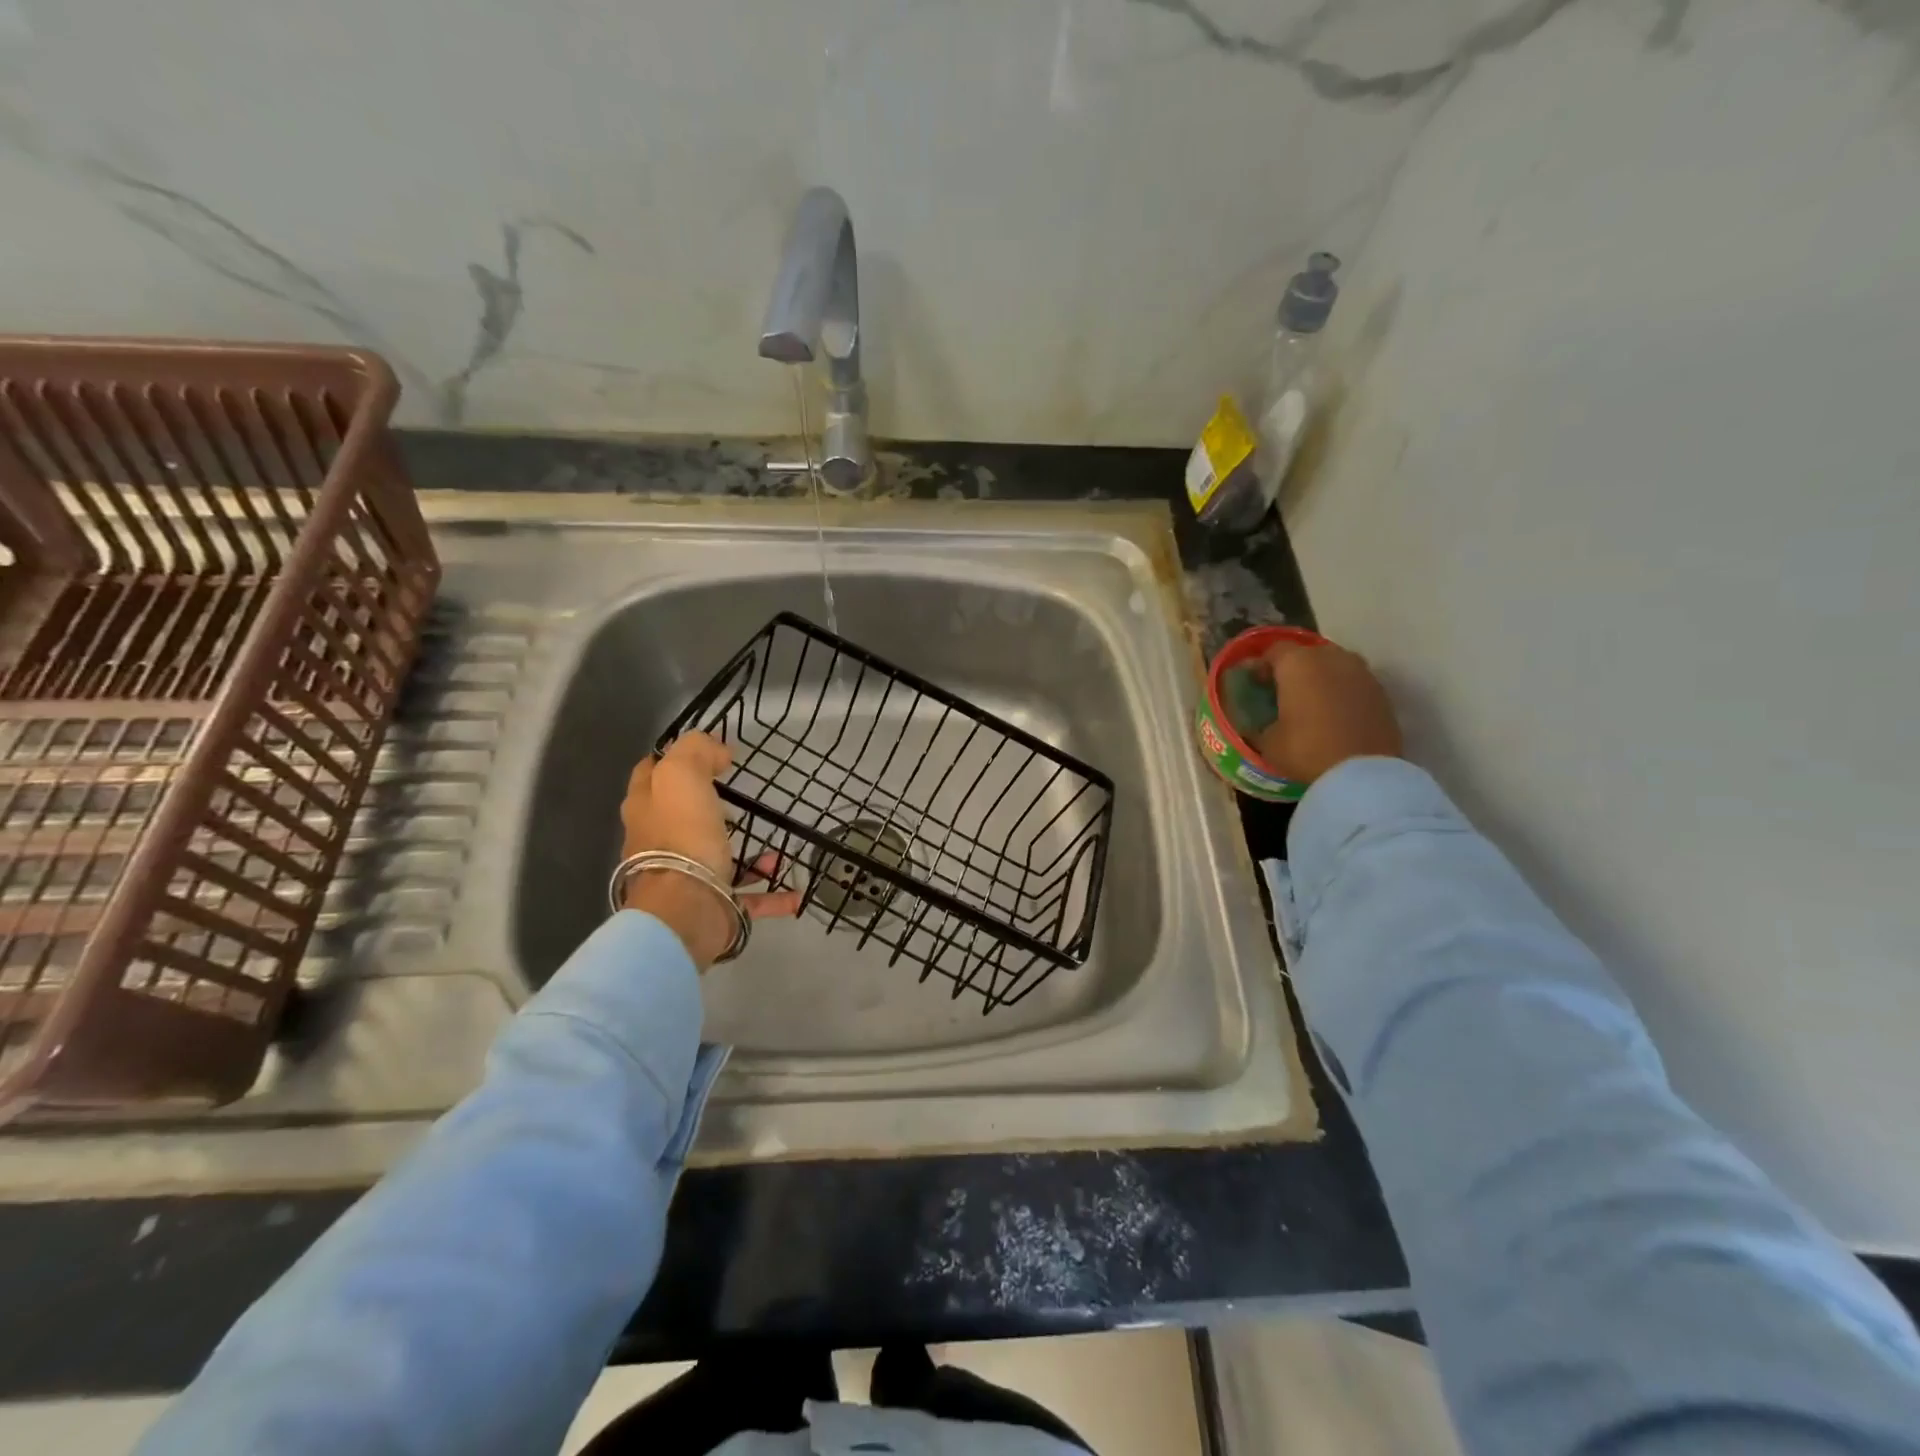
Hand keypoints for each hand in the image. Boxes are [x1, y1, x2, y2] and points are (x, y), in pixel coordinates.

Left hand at [619, 733, 802, 968]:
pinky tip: (795, 891)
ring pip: (718, 857)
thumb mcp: (682, 774)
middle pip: (681, 817)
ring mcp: (685, 877)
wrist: (685, 908)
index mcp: (646, 808)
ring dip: (748, 852)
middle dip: (709, 807)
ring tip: (776, 845)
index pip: (651, 773)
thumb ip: (696, 751)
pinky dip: (772, 894)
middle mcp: (658, 843)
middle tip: (740, 797)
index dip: (676, 758)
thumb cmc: (682, 835)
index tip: (710, 753)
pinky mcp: (712, 905)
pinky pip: (748, 897)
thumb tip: (717, 751)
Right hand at [1252, 638, 1402, 784]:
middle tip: (1284, 692)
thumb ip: (1260, 724)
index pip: (1273, 650)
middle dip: (1294, 669)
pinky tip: (1335, 715)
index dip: (1261, 665)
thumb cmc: (1305, 750)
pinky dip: (1343, 693)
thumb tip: (1259, 724)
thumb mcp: (1267, 742)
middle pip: (1307, 653)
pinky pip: (1354, 684)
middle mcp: (1331, 658)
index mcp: (1297, 663)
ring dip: (1321, 679)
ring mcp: (1362, 673)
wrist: (1362, 774)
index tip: (1255, 684)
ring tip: (1312, 703)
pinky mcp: (1382, 693)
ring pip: (1335, 666)